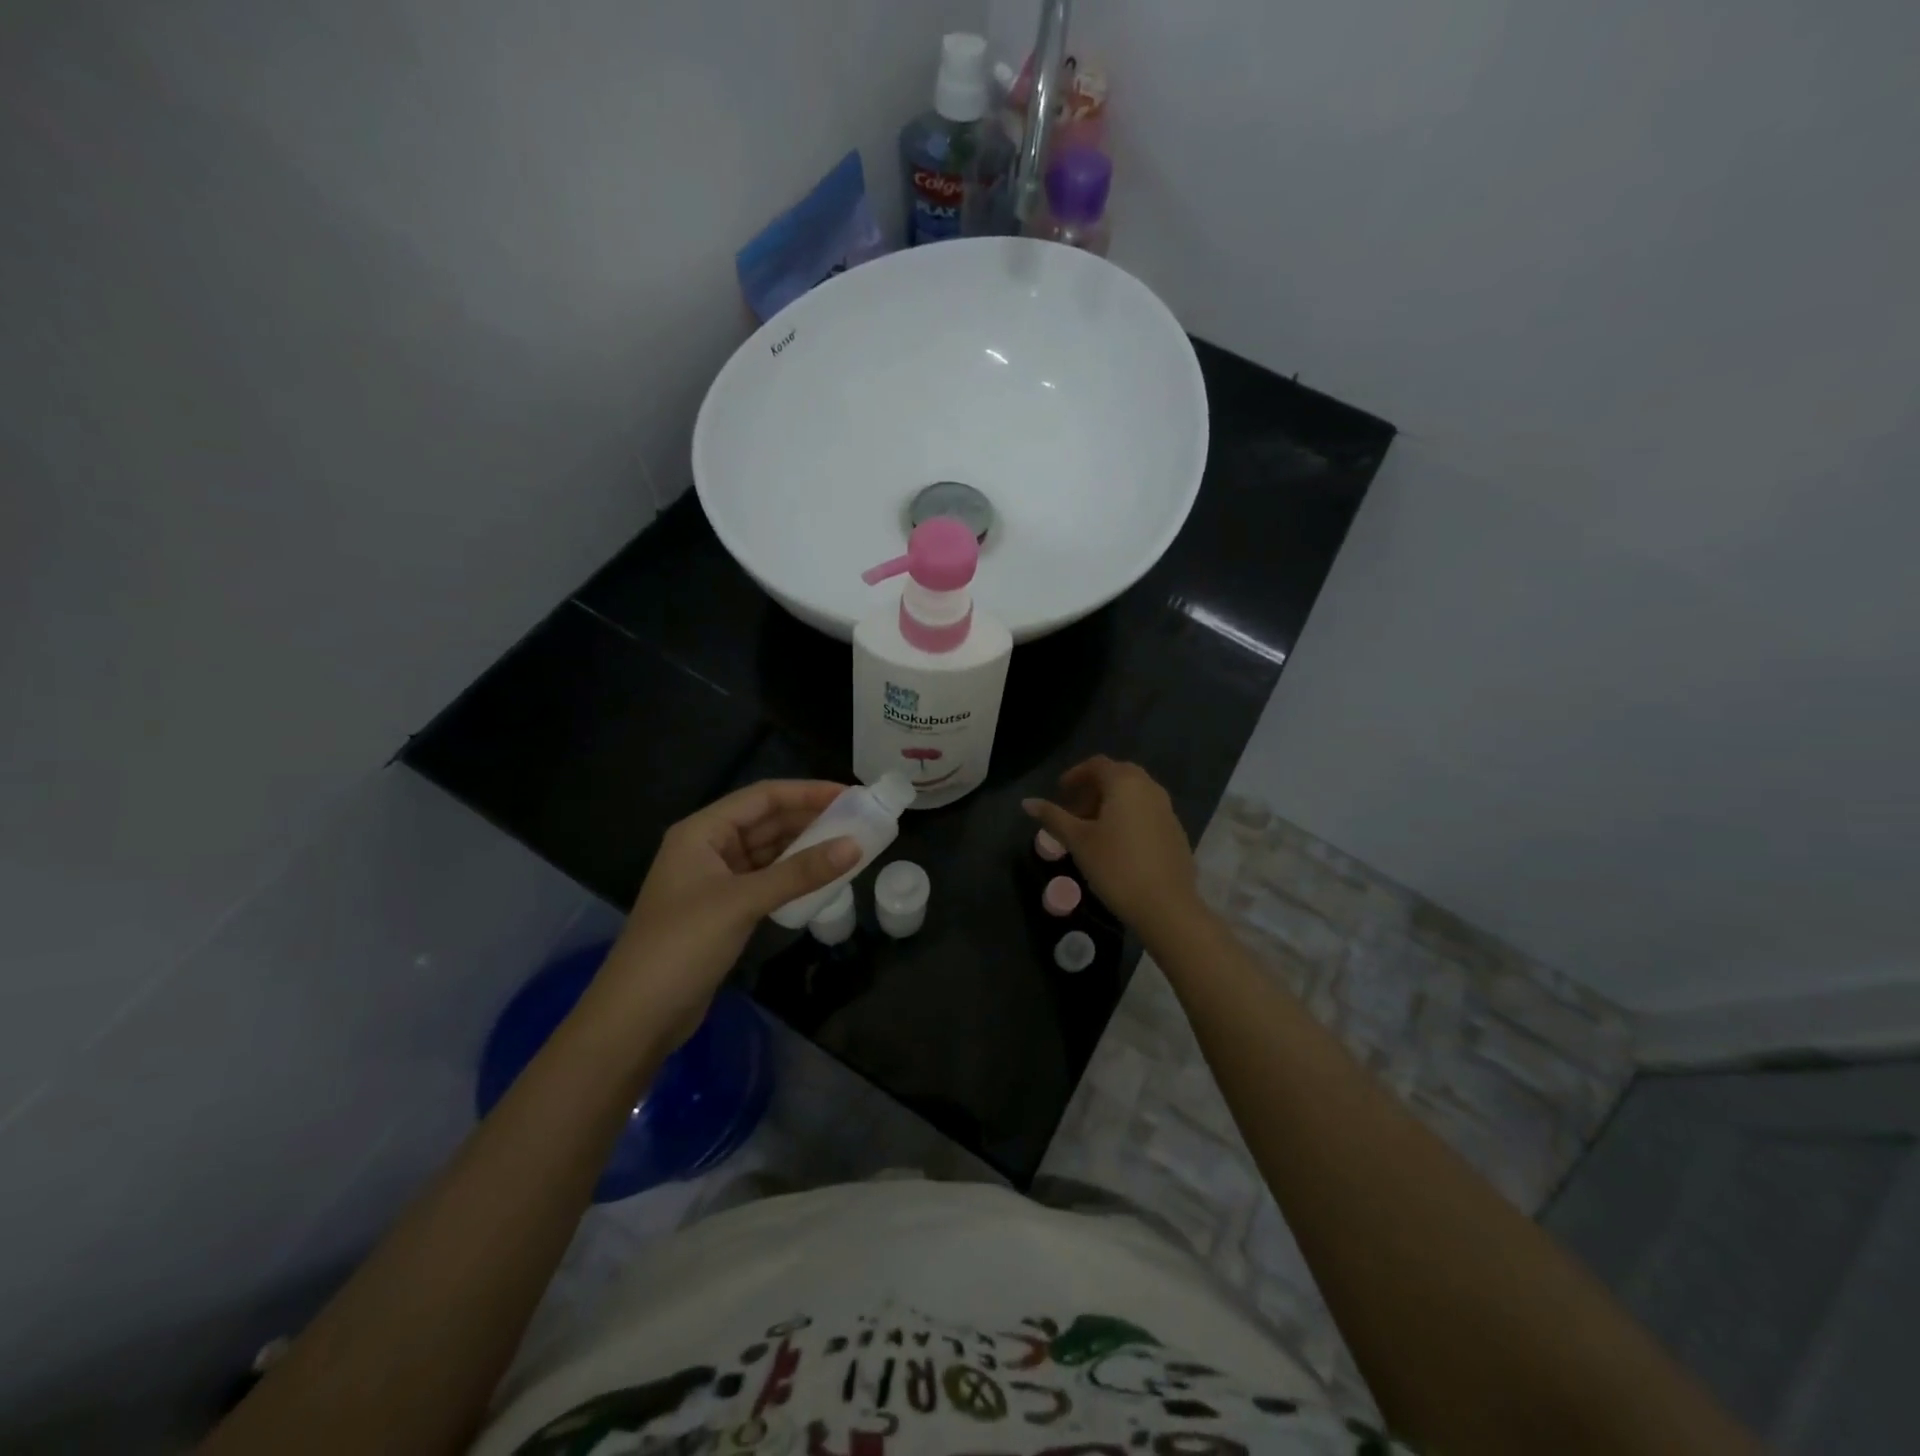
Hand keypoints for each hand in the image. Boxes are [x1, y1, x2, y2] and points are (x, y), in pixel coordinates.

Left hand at [591, 781, 859, 1047]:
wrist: (637, 1017)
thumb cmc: (683, 945)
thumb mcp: (743, 902)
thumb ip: (799, 872)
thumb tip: (855, 846)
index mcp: (702, 832)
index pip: (762, 797)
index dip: (807, 792)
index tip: (850, 795)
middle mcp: (707, 848)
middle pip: (765, 821)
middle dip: (809, 818)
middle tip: (858, 819)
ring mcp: (715, 880)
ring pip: (767, 852)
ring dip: (804, 848)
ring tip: (849, 844)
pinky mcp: (723, 909)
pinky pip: (765, 880)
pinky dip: (792, 876)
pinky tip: (821, 878)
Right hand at [1023, 756, 1204, 942]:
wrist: (1166, 906)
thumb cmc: (1116, 866)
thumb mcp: (1078, 841)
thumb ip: (1053, 817)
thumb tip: (1027, 802)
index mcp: (1126, 782)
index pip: (1097, 765)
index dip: (1075, 775)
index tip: (1060, 792)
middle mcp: (1150, 788)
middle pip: (1117, 776)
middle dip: (1093, 789)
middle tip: (1075, 811)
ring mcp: (1167, 810)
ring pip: (1134, 795)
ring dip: (1111, 804)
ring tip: (1092, 830)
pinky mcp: (1176, 832)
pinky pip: (1147, 812)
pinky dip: (1128, 817)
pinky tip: (1117, 845)